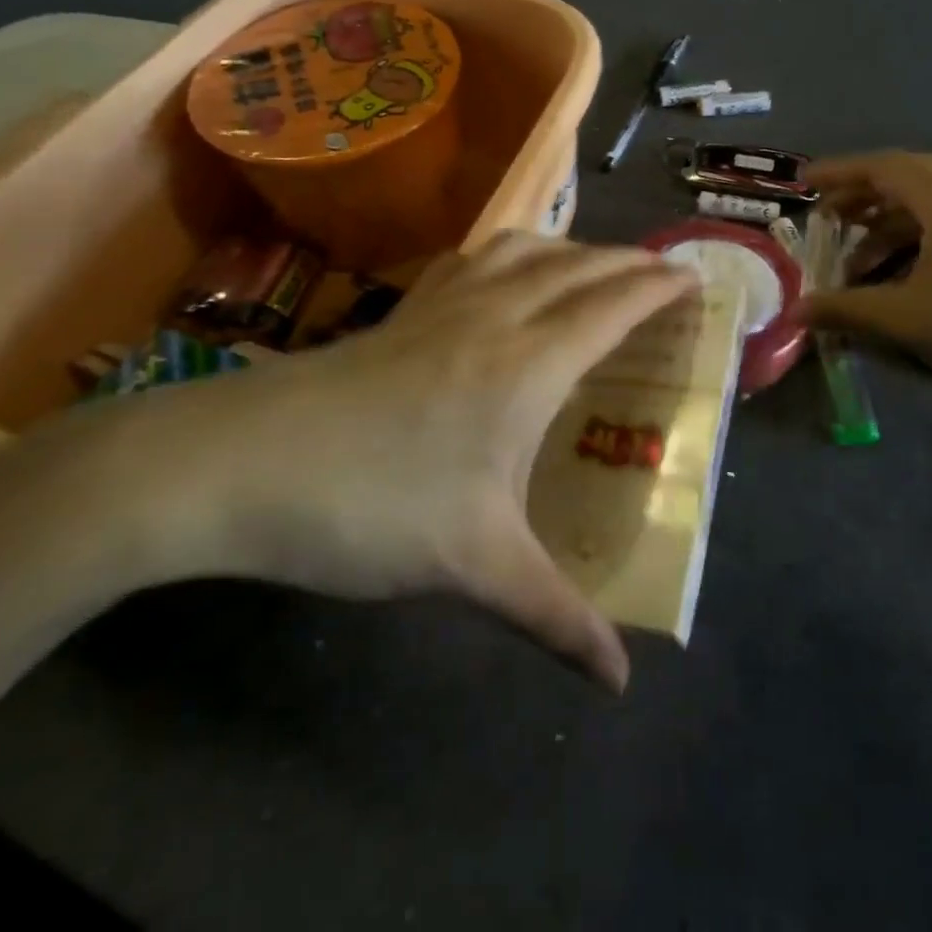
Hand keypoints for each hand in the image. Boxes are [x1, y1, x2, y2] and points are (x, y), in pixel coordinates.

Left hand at [64, 232, 695, 690]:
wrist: (238, 463)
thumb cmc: (370, 507)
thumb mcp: (473, 566)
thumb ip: (553, 618)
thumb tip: (617, 682)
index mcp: (527, 364)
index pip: (612, 306)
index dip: (657, 288)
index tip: (694, 278)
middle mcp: (495, 316)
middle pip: (579, 266)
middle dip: (630, 262)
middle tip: (663, 272)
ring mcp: (444, 304)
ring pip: (527, 249)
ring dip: (574, 248)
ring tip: (596, 268)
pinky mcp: (403, 309)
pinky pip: (479, 257)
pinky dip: (516, 251)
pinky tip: (507, 276)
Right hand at [797, 152, 931, 428]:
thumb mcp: (910, 321)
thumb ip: (847, 309)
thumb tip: (796, 311)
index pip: (884, 167)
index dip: (838, 173)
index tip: (803, 184)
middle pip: (911, 180)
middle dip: (864, 197)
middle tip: (828, 219)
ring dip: (893, 226)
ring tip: (861, 261)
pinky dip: (924, 242)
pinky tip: (910, 278)